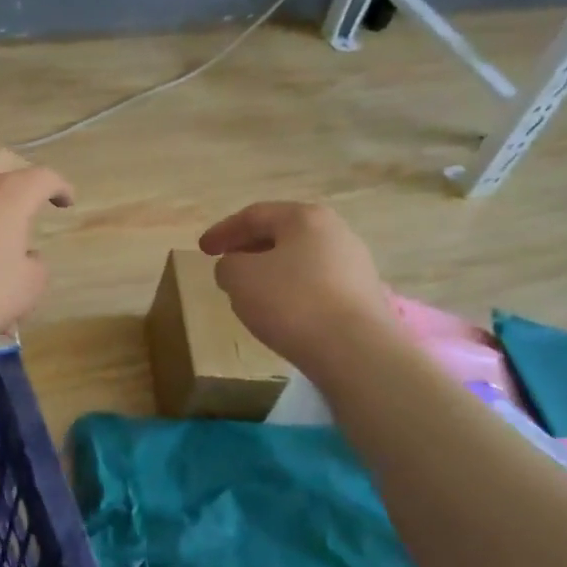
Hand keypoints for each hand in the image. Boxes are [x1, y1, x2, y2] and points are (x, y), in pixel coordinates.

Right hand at [198, 201, 394, 379]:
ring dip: (272, 272)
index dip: (223, 231)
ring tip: (252, 293)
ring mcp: (355, 264)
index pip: (254, 215)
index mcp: (305, 217)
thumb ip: (228, 265)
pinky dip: (294, 292)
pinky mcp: (364, 297)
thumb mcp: (240, 278)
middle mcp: (336, 232)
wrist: (356, 351)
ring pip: (301, 261)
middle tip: (227, 266)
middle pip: (282, 234)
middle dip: (250, 249)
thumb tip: (237, 267)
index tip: (202, 250)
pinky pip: (317, 285)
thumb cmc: (292, 303)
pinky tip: (283, 314)